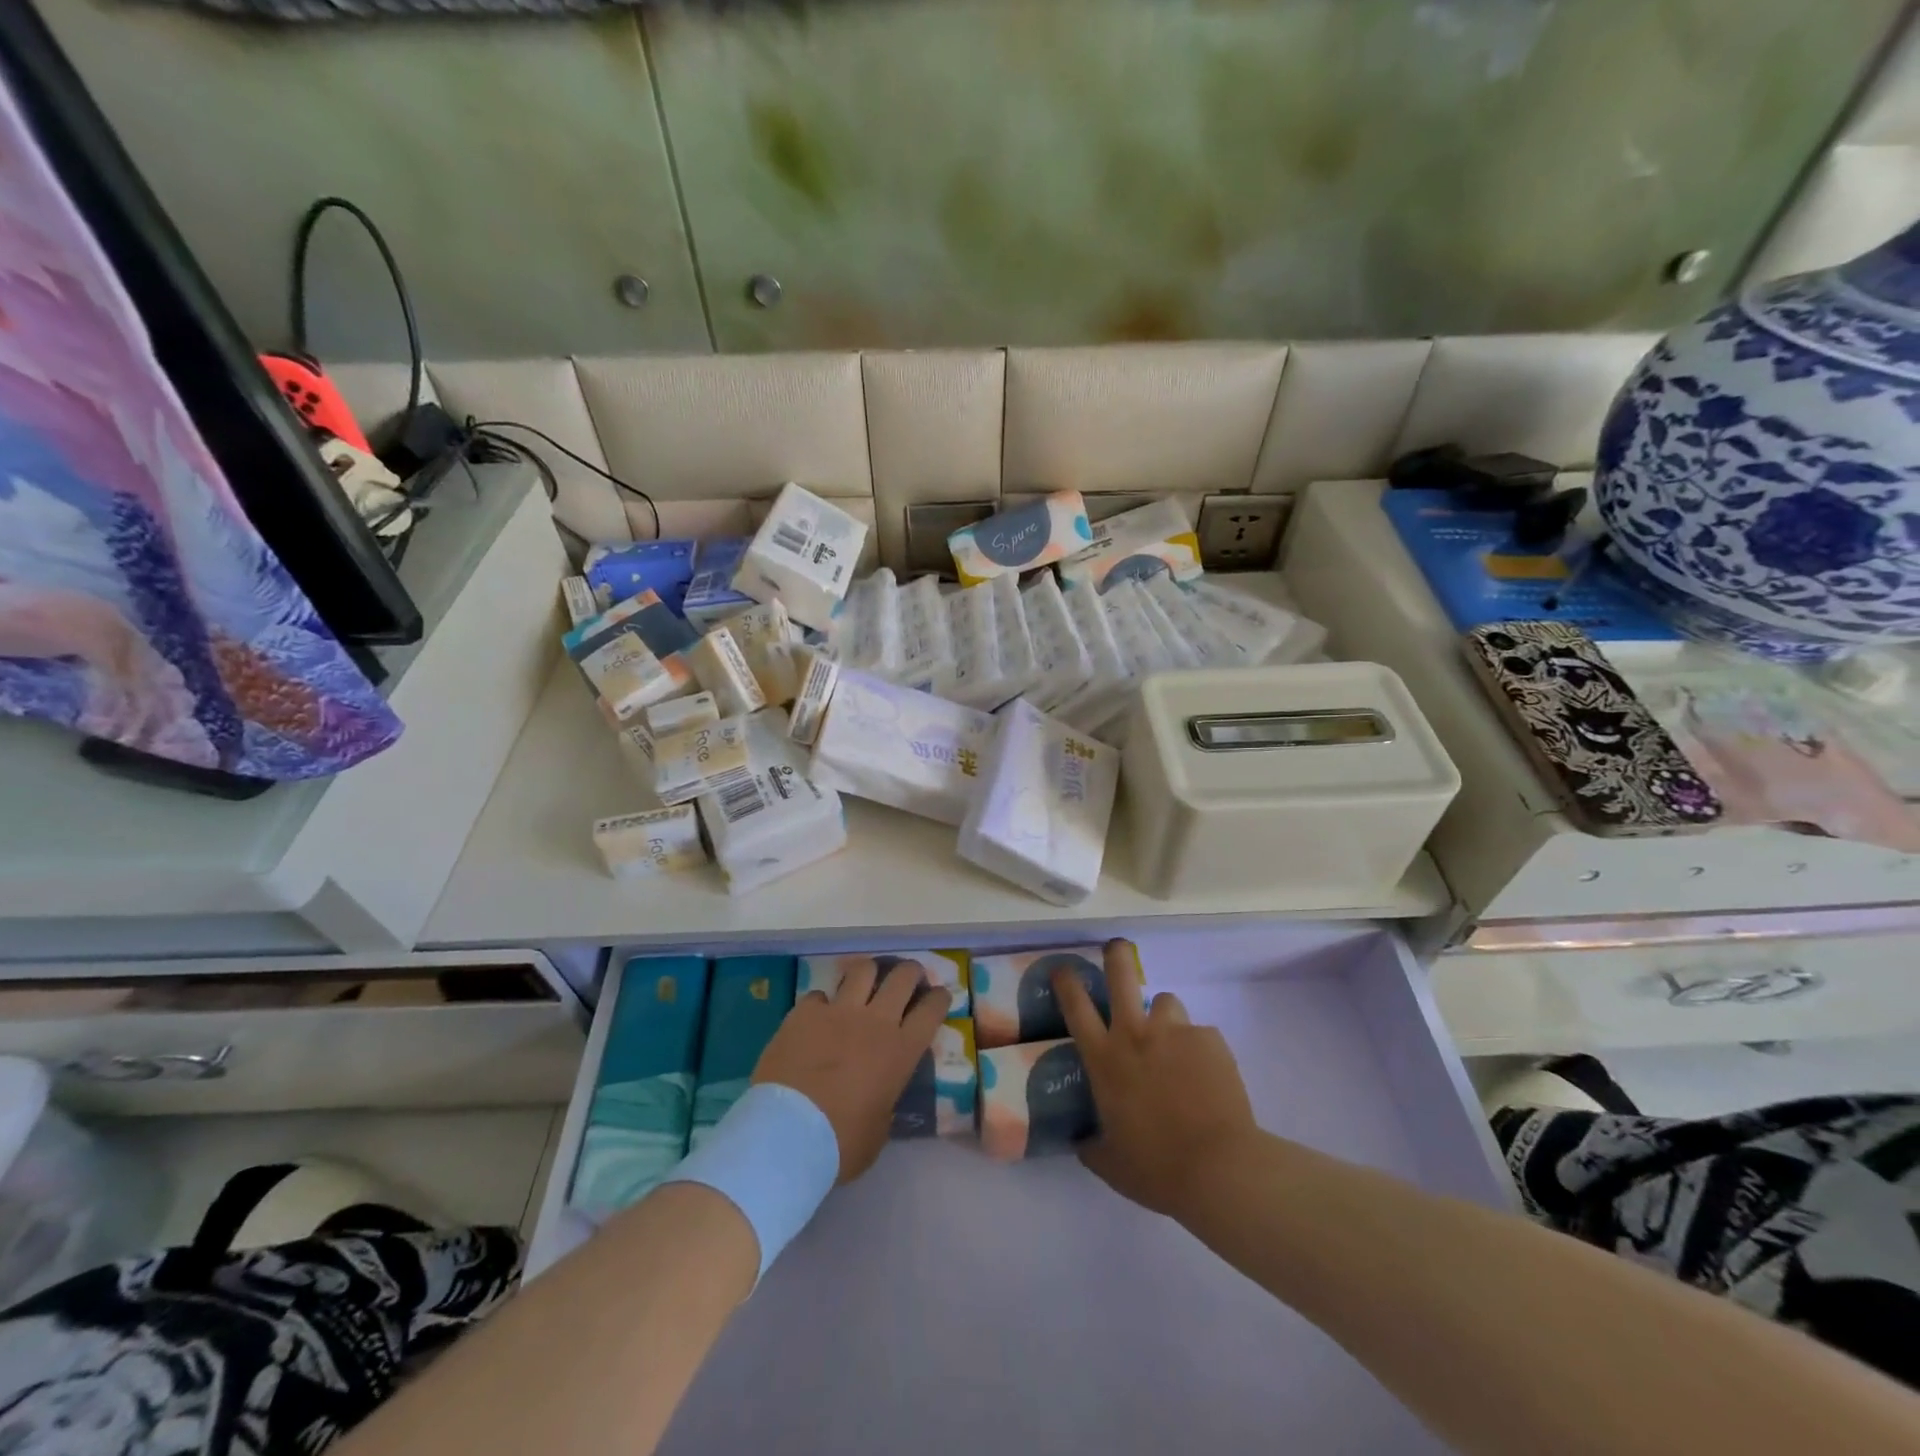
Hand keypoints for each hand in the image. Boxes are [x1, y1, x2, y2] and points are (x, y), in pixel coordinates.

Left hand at [753, 960, 950, 1182]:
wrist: (787, 1134)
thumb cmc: (840, 1143)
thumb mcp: (879, 1130)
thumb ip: (885, 1101)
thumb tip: (880, 1093)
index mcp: (900, 1051)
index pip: (931, 1010)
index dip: (938, 998)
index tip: (939, 996)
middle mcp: (875, 1021)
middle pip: (902, 977)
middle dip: (910, 972)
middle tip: (908, 978)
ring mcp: (839, 1011)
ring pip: (863, 970)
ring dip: (869, 974)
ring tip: (866, 982)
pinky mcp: (805, 1012)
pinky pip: (819, 995)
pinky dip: (822, 1003)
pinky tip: (817, 1016)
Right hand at [1055, 939, 1257, 1218]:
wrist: (1219, 1168)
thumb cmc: (1156, 1168)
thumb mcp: (1111, 1164)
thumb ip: (1091, 1146)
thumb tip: (1080, 1141)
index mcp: (1105, 1059)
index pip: (1076, 1006)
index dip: (1066, 981)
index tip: (1063, 969)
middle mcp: (1135, 1034)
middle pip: (1121, 974)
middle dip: (1115, 955)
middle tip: (1115, 949)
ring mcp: (1175, 1032)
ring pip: (1166, 1001)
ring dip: (1165, 1017)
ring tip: (1174, 1044)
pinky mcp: (1210, 1040)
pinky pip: (1200, 1034)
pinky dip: (1199, 1050)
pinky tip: (1207, 1079)